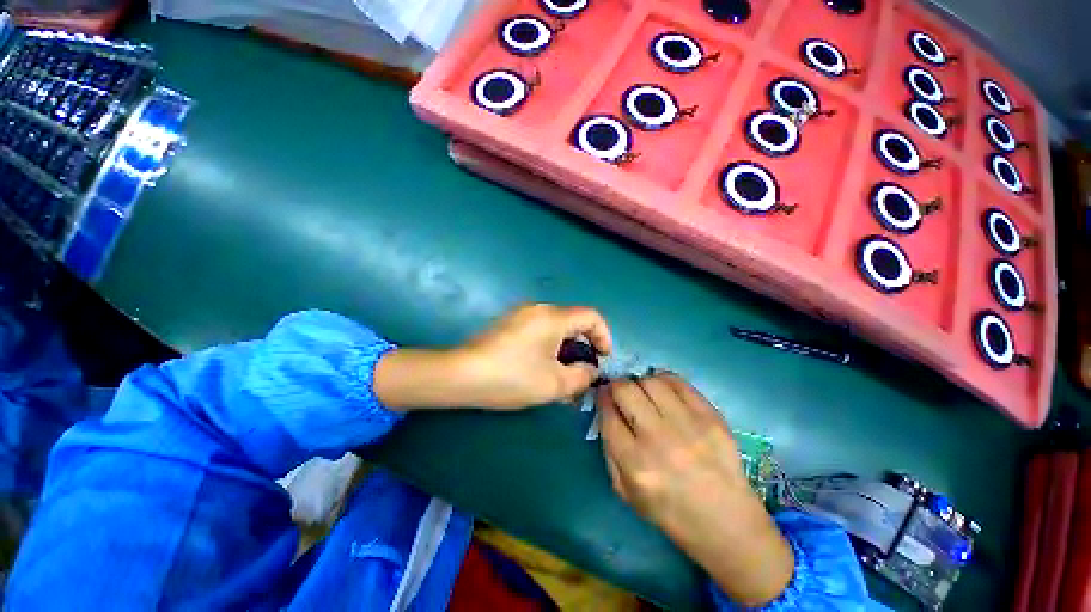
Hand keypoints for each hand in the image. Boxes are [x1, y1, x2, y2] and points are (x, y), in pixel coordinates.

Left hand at [374, 304, 610, 410]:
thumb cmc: (513, 377)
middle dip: (582, 347)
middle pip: (572, 322)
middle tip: (581, 373)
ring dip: (564, 350)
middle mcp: (538, 309)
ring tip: (561, 376)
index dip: (604, 335)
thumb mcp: (555, 383)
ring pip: (555, 328)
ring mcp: (520, 314)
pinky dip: (548, 347)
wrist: (462, 375)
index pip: (591, 316)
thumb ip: (582, 376)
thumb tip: (590, 370)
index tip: (603, 358)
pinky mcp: (508, 324)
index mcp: (553, 317)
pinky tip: (540, 369)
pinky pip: (538, 331)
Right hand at [598, 373, 793, 606]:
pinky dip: (664, 380)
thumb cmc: (670, 511)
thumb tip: (606, 412)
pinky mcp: (711, 417)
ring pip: (650, 381)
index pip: (608, 414)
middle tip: (621, 392)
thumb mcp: (625, 492)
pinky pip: (678, 382)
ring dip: (640, 383)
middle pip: (626, 390)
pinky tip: (664, 391)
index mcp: (635, 463)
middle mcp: (659, 440)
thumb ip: (609, 449)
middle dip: (617, 387)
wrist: (726, 522)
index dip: (602, 399)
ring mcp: (688, 425)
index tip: (604, 395)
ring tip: (644, 393)